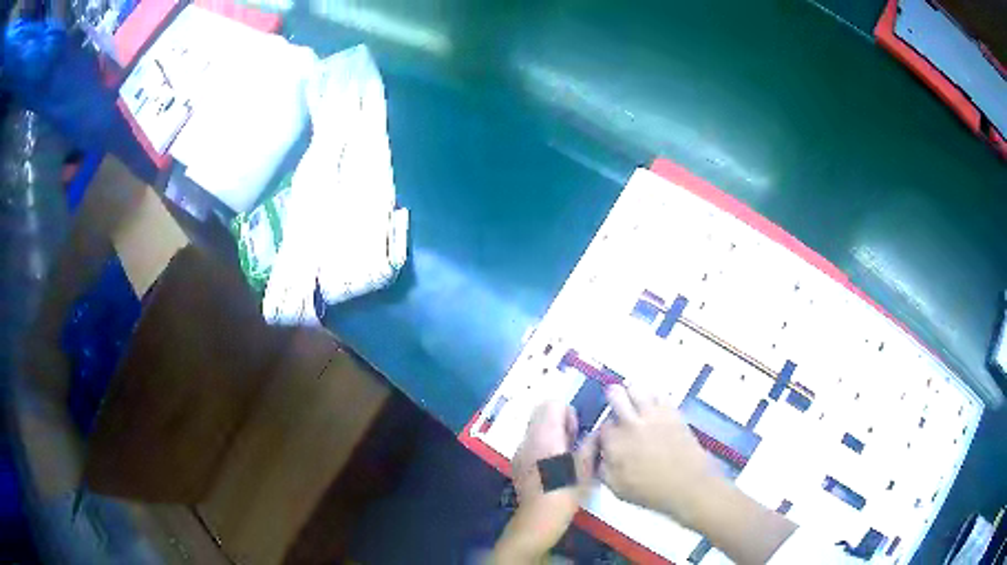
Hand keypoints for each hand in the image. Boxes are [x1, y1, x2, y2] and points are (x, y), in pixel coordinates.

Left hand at [492, 401, 596, 561]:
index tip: (575, 431)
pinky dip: (541, 445)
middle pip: (541, 413)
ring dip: (550, 433)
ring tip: (563, 455)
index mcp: (546, 436)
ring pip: (534, 428)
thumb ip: (592, 444)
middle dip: (558, 421)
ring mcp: (520, 451)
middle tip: (572, 441)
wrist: (539, 518)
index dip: (567, 412)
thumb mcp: (586, 468)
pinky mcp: (516, 463)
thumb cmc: (566, 491)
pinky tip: (551, 466)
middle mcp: (529, 438)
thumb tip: (598, 431)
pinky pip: (529, 443)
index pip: (552, 404)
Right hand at [599, 385, 795, 564]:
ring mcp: (660, 415)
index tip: (604, 438)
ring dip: (633, 391)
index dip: (599, 431)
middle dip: (612, 399)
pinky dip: (655, 393)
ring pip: (638, 386)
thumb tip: (603, 458)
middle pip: (615, 394)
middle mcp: (638, 424)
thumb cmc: (663, 500)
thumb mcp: (626, 493)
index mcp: (622, 446)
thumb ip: (609, 472)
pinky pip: (662, 393)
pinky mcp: (678, 414)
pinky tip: (656, 402)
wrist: (702, 494)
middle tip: (616, 411)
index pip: (599, 426)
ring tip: (635, 401)